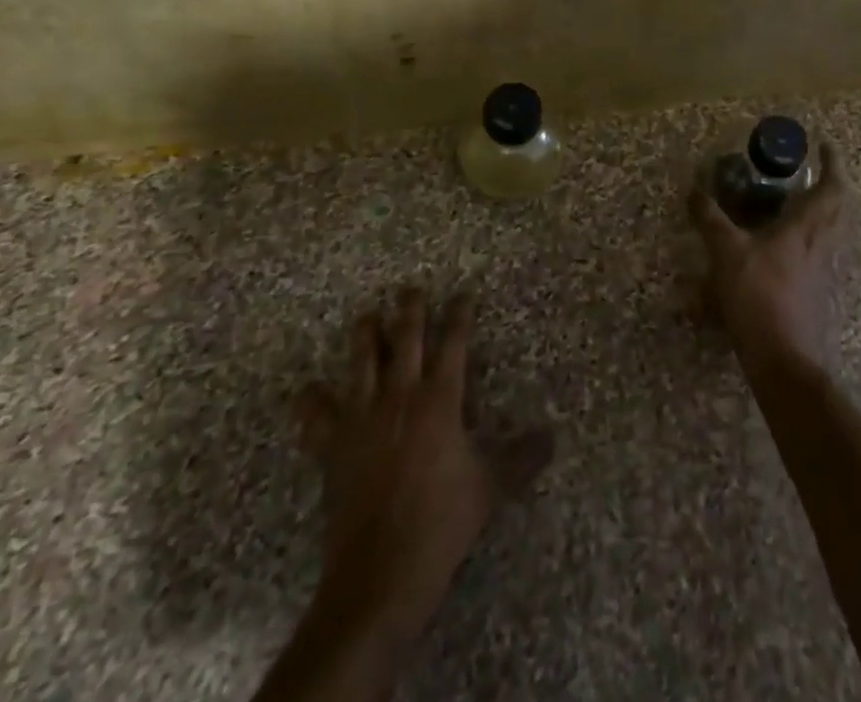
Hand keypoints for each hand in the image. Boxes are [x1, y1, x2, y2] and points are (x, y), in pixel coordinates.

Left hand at [298, 289, 552, 649]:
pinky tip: (308, 394)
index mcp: (440, 399)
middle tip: (411, 289)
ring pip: (361, 360)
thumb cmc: (442, 522)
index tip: (464, 295)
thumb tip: (552, 437)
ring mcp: (362, 417)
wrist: (382, 571)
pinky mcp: (333, 445)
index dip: (460, 314)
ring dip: (365, 335)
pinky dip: (310, 403)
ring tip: (367, 318)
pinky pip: (315, 416)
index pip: (454, 342)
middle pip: (405, 337)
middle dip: (410, 308)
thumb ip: (522, 457)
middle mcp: (400, 395)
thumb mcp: (491, 487)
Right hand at [690, 143, 848, 370]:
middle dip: (830, 186)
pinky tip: (784, 248)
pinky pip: (819, 254)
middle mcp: (822, 245)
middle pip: (838, 208)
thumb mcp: (727, 252)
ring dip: (821, 213)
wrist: (784, 359)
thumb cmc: (759, 296)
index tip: (825, 145)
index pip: (831, 187)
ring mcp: (823, 271)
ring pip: (831, 232)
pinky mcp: (817, 293)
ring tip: (796, 204)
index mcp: (807, 228)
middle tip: (810, 173)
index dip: (832, 164)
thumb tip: (694, 189)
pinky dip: (808, 240)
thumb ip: (710, 219)